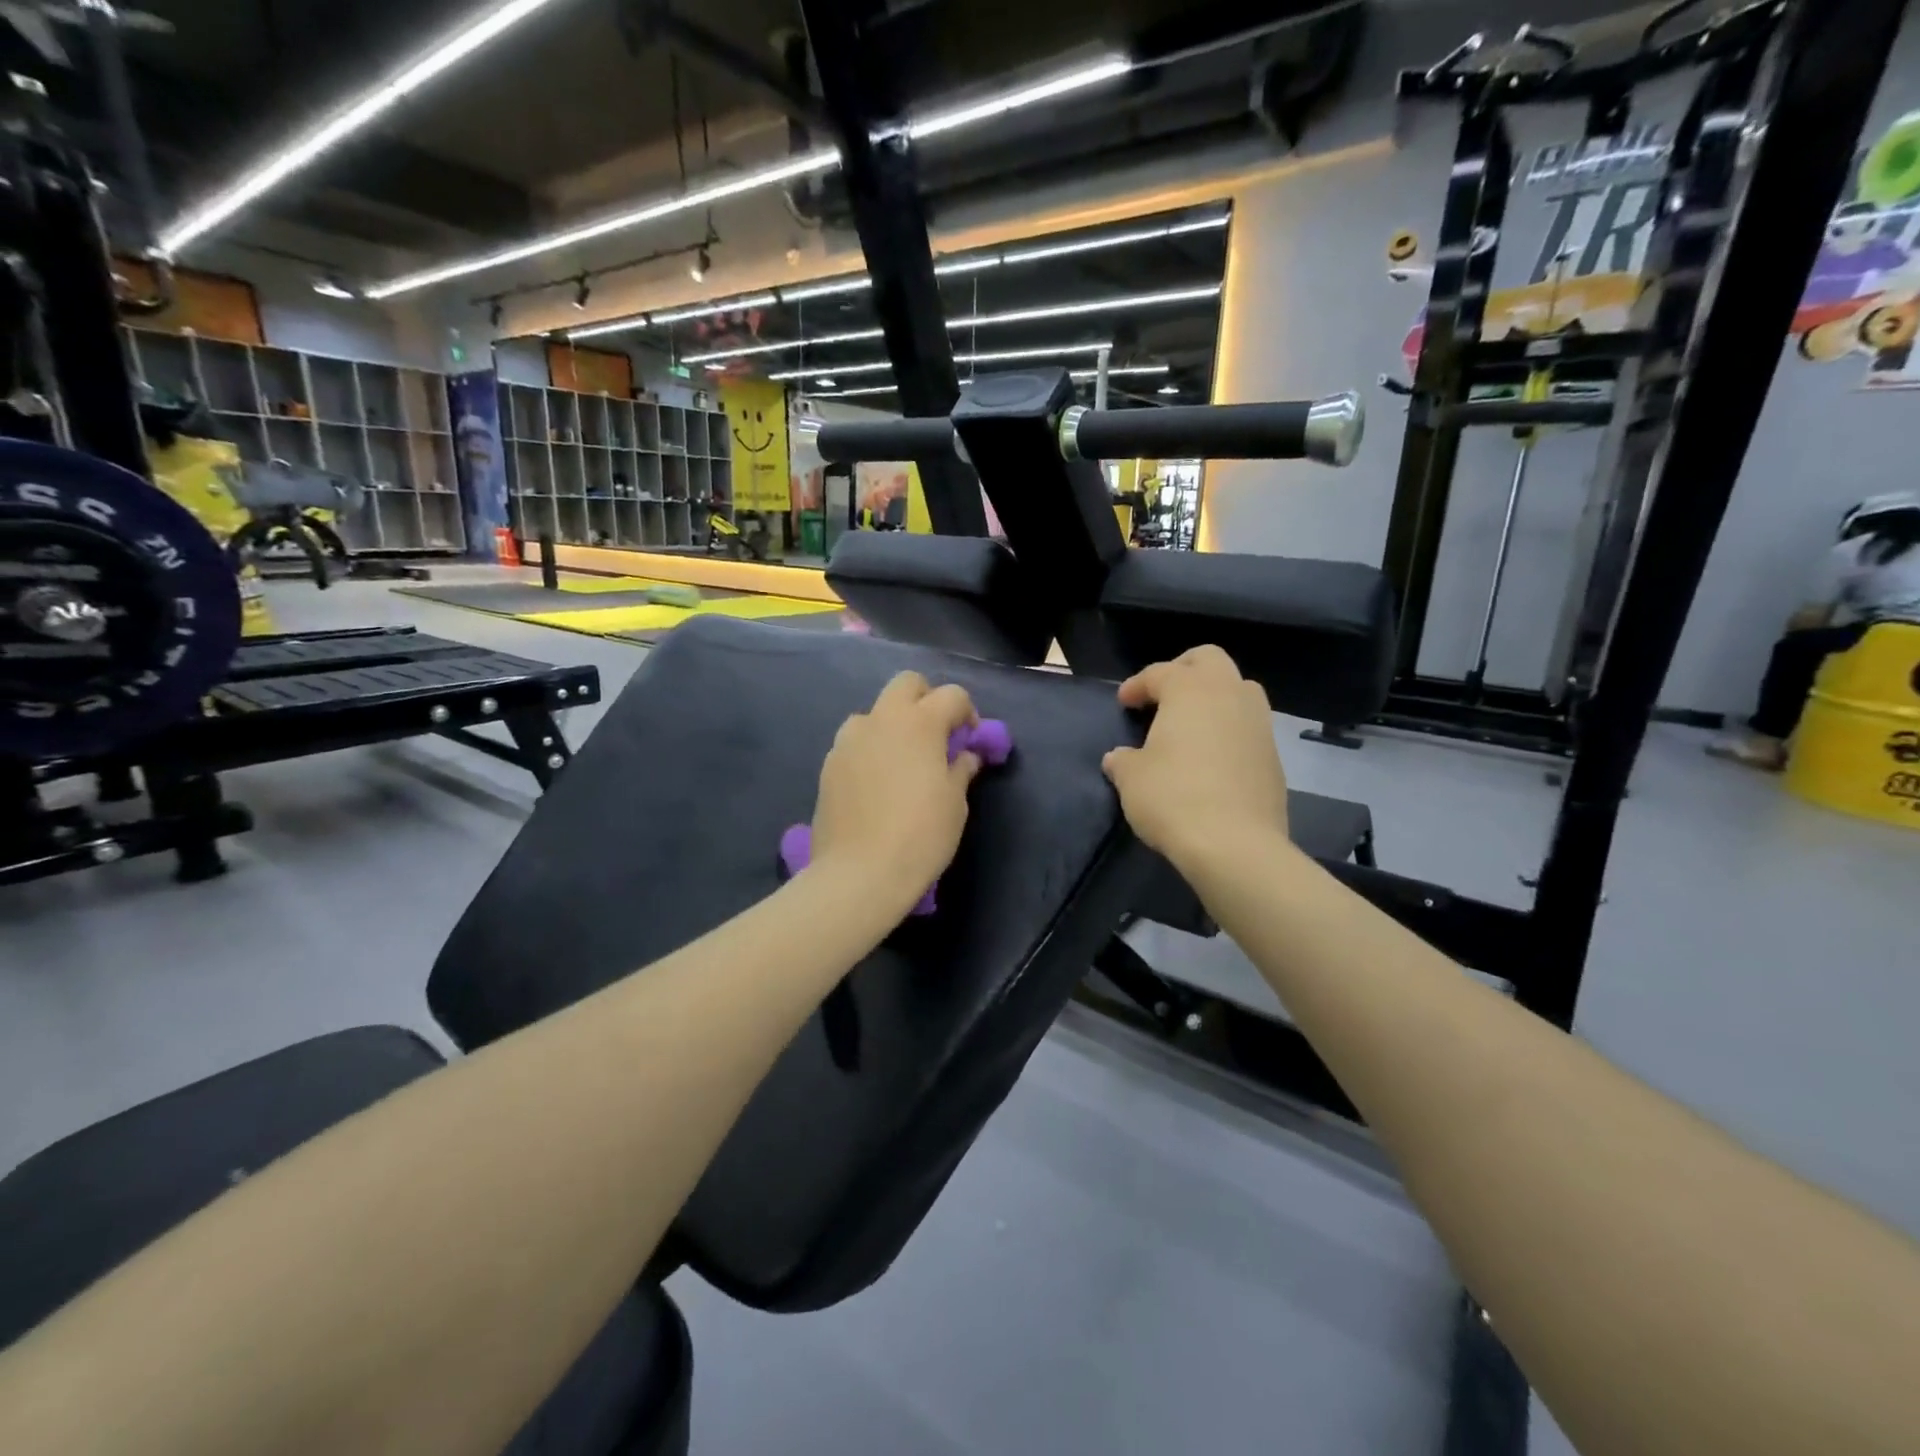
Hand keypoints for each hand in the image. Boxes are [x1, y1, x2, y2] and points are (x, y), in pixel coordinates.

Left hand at [809, 672, 982, 912]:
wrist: (859, 873)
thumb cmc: (920, 835)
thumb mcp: (955, 803)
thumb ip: (961, 769)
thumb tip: (963, 755)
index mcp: (919, 723)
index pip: (952, 695)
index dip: (968, 713)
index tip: (970, 740)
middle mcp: (881, 719)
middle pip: (907, 684)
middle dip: (926, 700)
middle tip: (936, 736)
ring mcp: (849, 739)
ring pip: (874, 712)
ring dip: (892, 724)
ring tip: (901, 761)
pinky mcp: (829, 764)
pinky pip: (854, 742)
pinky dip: (870, 749)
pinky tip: (876, 784)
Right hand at [1102, 647, 1289, 869]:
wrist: (1234, 844)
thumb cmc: (1173, 797)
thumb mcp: (1132, 778)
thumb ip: (1123, 760)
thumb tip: (1119, 758)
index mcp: (1190, 690)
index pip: (1159, 672)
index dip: (1136, 685)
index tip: (1123, 703)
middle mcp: (1229, 695)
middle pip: (1209, 660)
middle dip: (1183, 670)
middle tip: (1162, 695)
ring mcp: (1258, 723)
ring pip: (1238, 689)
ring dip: (1213, 697)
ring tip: (1191, 724)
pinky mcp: (1274, 756)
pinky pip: (1249, 727)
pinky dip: (1229, 730)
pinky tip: (1212, 758)